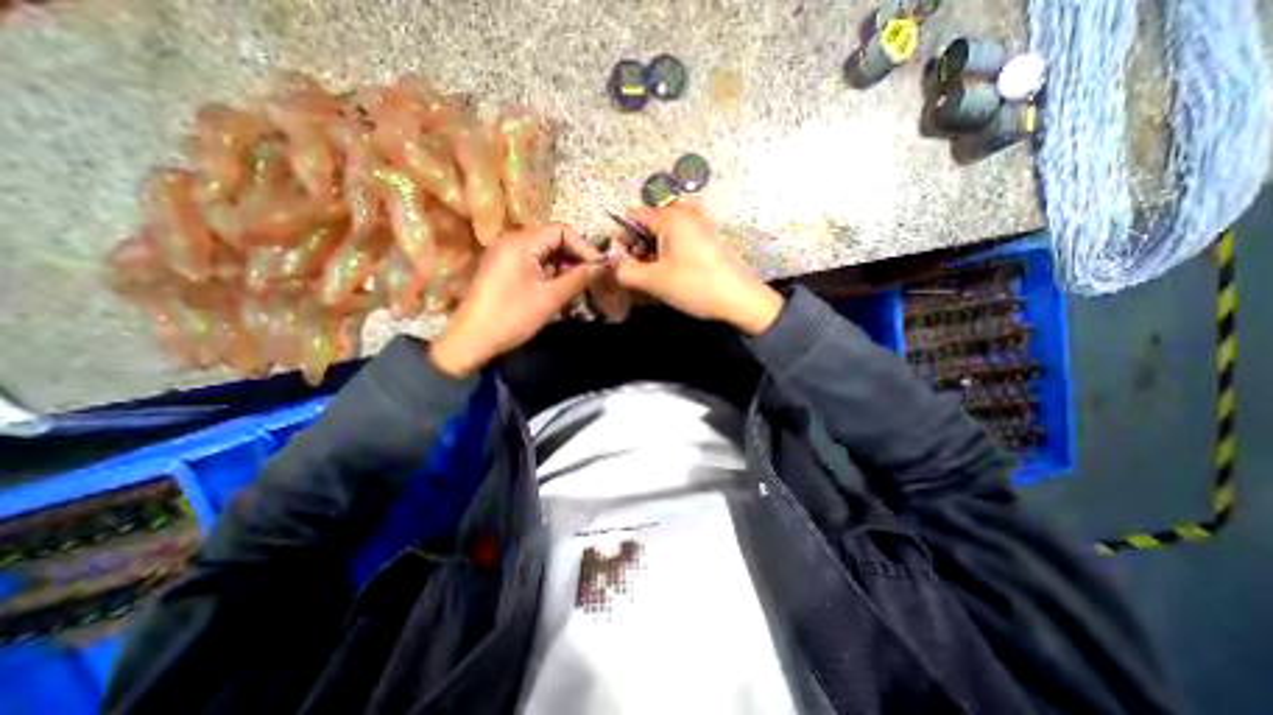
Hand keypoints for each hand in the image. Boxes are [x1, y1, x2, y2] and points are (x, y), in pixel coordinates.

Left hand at [433, 226, 603, 375]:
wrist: (472, 340)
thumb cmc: (512, 316)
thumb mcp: (550, 298)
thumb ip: (578, 278)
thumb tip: (601, 267)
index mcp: (521, 242)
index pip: (561, 231)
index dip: (583, 247)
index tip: (599, 268)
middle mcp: (512, 241)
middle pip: (552, 240)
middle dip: (574, 258)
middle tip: (590, 279)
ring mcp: (505, 255)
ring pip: (544, 253)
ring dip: (562, 268)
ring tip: (576, 288)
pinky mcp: (503, 269)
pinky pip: (532, 263)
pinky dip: (549, 274)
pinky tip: (558, 291)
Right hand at [611, 202, 781, 334]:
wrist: (741, 299)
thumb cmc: (695, 285)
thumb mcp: (654, 281)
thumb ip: (625, 271)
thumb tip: (612, 264)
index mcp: (671, 216)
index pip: (632, 218)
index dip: (621, 240)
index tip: (620, 263)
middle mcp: (686, 213)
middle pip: (648, 225)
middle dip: (638, 248)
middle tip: (637, 273)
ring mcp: (700, 225)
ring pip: (664, 235)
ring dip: (653, 254)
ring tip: (654, 277)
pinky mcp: (709, 239)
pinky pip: (680, 241)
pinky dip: (669, 255)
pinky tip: (672, 275)